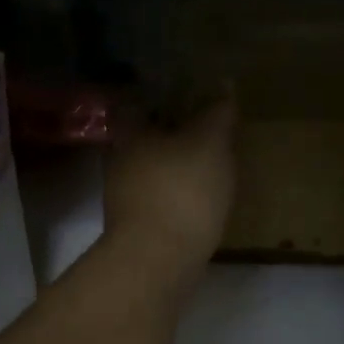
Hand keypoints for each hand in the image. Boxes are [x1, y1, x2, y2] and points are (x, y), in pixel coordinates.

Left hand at [103, 94, 237, 270]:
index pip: (138, 102)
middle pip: (144, 138)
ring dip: (174, 166)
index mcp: (131, 134)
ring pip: (151, 170)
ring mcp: (125, 198)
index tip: (187, 92)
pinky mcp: (137, 228)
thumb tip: (223, 82)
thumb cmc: (181, 189)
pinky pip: (159, 199)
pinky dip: (177, 194)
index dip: (161, 95)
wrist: (158, 261)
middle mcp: (120, 162)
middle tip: (204, 127)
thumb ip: (217, 113)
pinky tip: (200, 198)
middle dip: (170, 132)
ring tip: (208, 164)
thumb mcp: (209, 142)